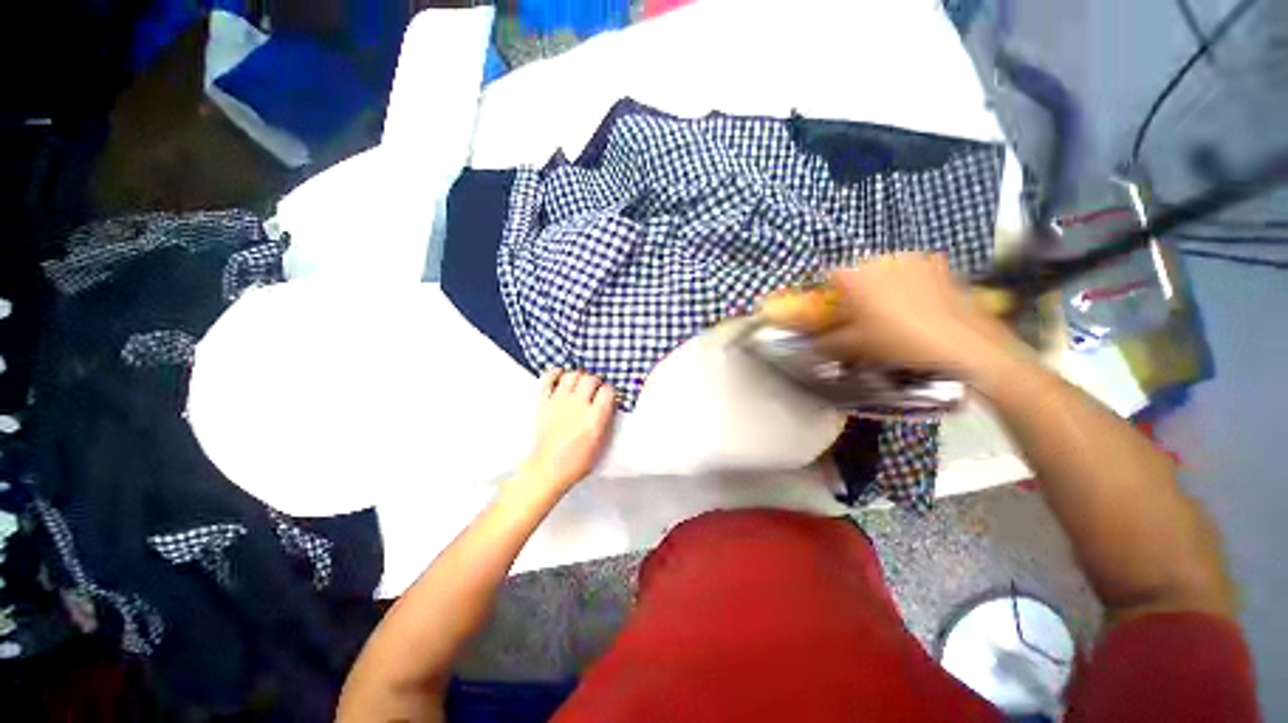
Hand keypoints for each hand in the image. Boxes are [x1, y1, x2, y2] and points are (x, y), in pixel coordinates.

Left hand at [520, 369, 616, 492]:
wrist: (548, 469)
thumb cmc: (577, 462)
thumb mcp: (601, 444)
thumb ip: (607, 421)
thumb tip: (609, 405)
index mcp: (595, 418)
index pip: (608, 391)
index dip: (610, 391)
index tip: (608, 395)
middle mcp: (578, 406)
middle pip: (591, 379)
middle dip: (596, 381)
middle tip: (595, 389)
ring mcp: (559, 402)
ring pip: (572, 375)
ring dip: (578, 376)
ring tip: (580, 383)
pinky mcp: (544, 402)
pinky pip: (548, 378)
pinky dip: (555, 373)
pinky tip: (561, 374)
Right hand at [768, 253, 1020, 376]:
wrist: (963, 345)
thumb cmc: (899, 342)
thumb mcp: (855, 347)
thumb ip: (828, 341)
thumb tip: (814, 342)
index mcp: (856, 276)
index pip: (829, 276)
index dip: (827, 293)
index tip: (831, 308)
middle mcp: (882, 260)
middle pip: (859, 271)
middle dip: (856, 289)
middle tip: (862, 313)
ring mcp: (914, 259)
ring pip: (887, 270)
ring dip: (883, 285)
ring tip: (892, 310)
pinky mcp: (941, 266)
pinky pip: (914, 271)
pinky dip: (909, 283)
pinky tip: (919, 305)